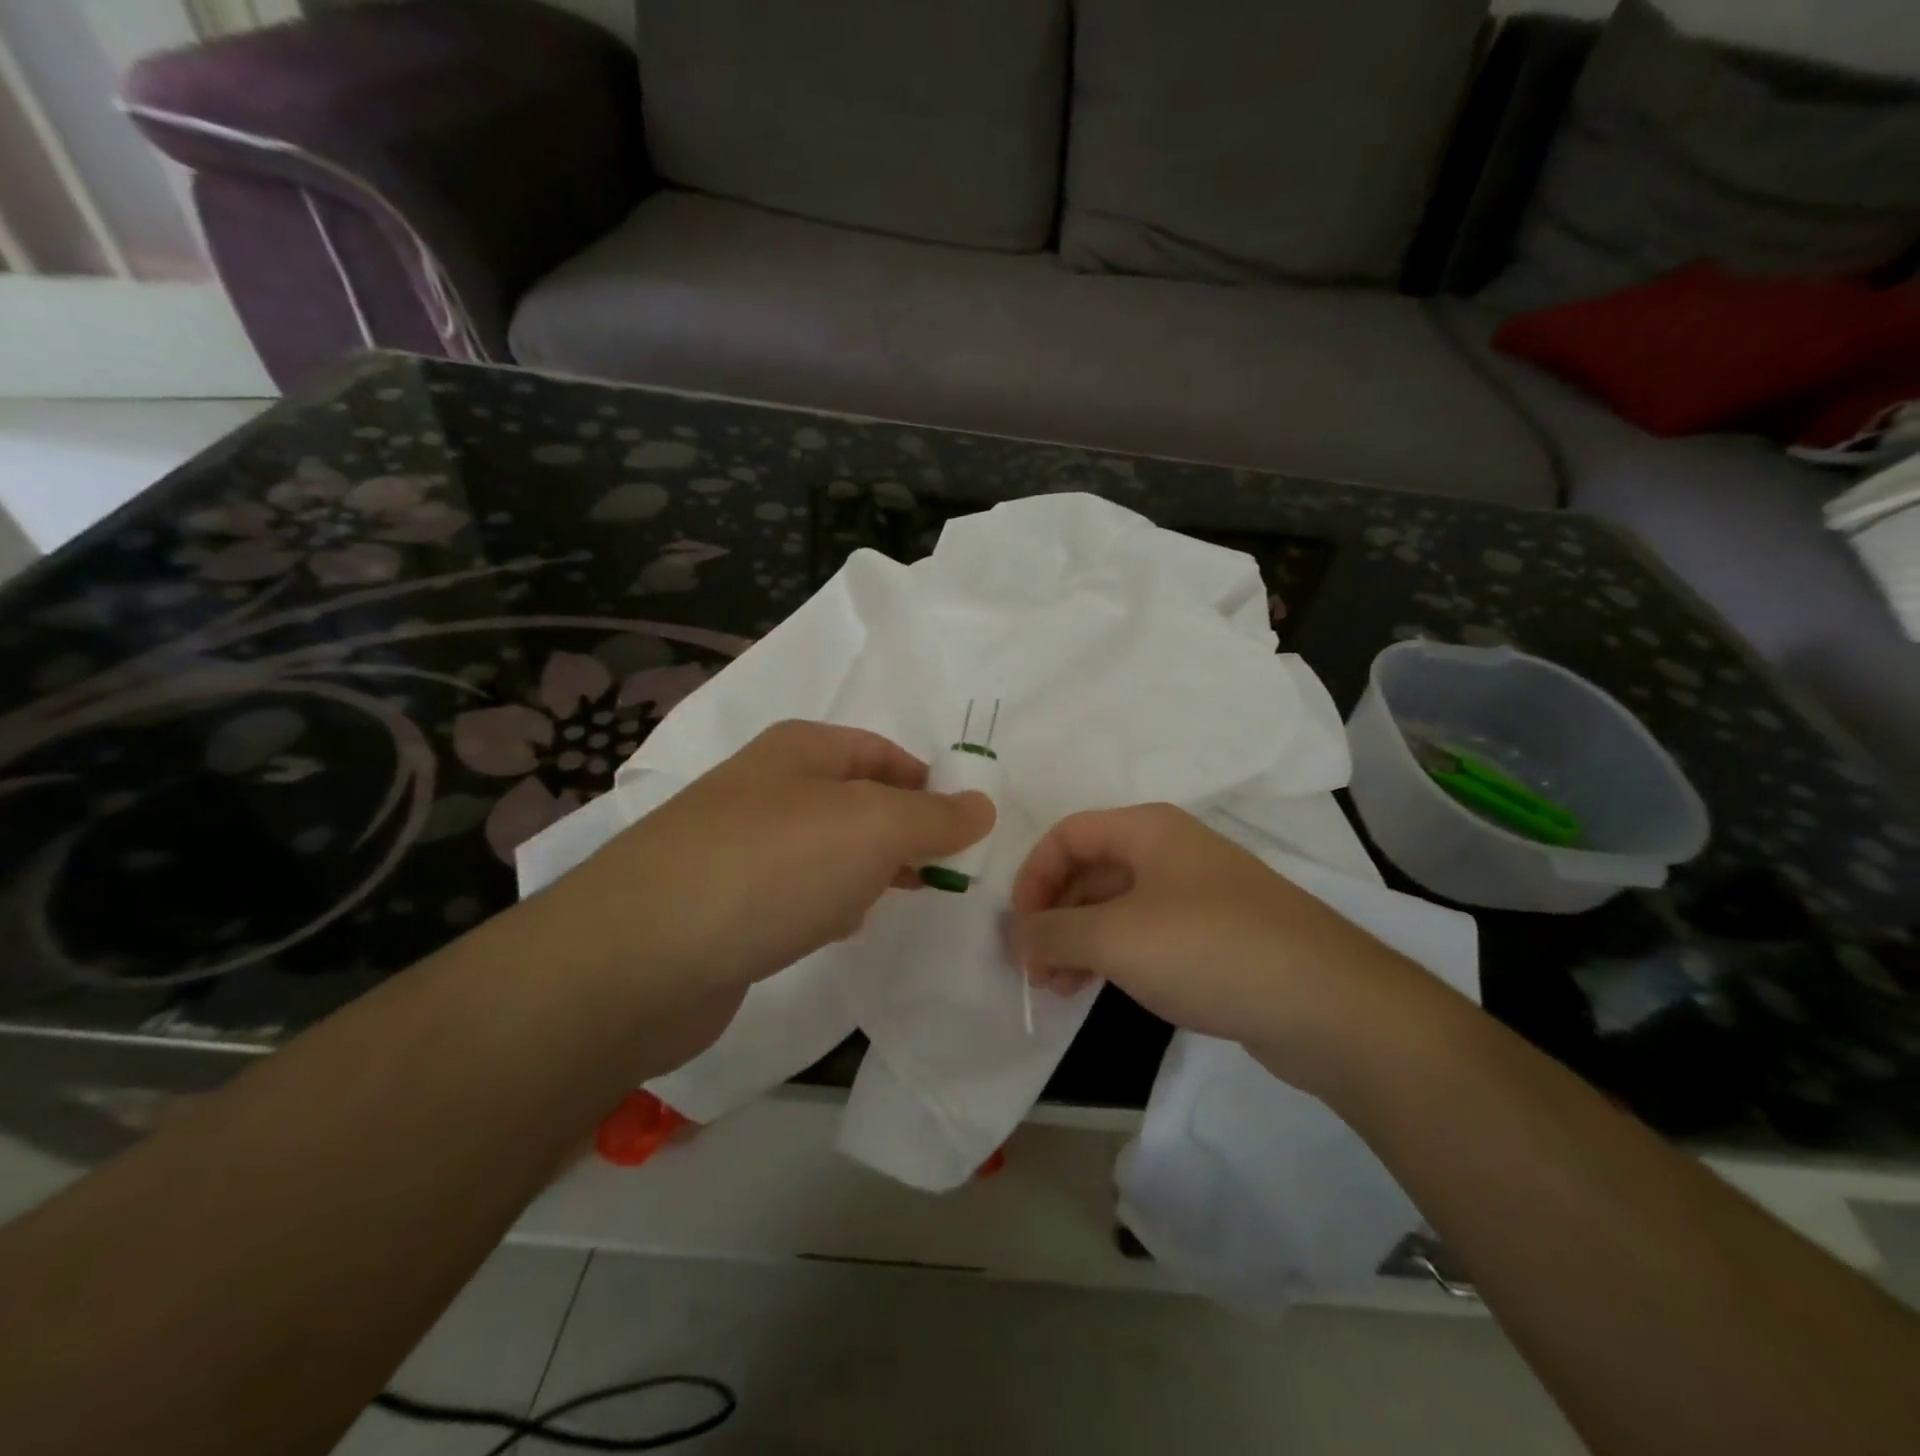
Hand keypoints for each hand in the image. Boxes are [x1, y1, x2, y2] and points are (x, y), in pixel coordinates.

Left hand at [552, 720, 994, 999]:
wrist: (640, 957)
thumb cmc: (772, 867)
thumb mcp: (873, 828)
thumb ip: (934, 817)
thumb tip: (982, 805)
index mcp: (798, 751)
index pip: (879, 751)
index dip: (926, 780)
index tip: (965, 823)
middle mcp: (764, 789)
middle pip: (852, 799)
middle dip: (901, 829)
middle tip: (944, 867)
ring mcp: (736, 847)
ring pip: (823, 848)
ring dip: (865, 867)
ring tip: (903, 894)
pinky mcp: (720, 905)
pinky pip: (791, 892)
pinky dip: (825, 903)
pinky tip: (840, 927)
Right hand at [1010, 804, 1435, 1088]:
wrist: (1329, 1005)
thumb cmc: (1211, 950)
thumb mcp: (1117, 938)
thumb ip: (1054, 933)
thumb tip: (1015, 937)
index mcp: (1148, 830)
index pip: (1068, 835)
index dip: (1033, 876)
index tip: (1020, 929)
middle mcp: (1171, 851)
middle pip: (1090, 869)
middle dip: (1055, 916)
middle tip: (1035, 969)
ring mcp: (1197, 894)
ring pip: (1117, 906)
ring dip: (1080, 941)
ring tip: (1059, 990)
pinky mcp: (1215, 937)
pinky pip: (1146, 935)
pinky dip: (1114, 956)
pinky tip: (1101, 990)